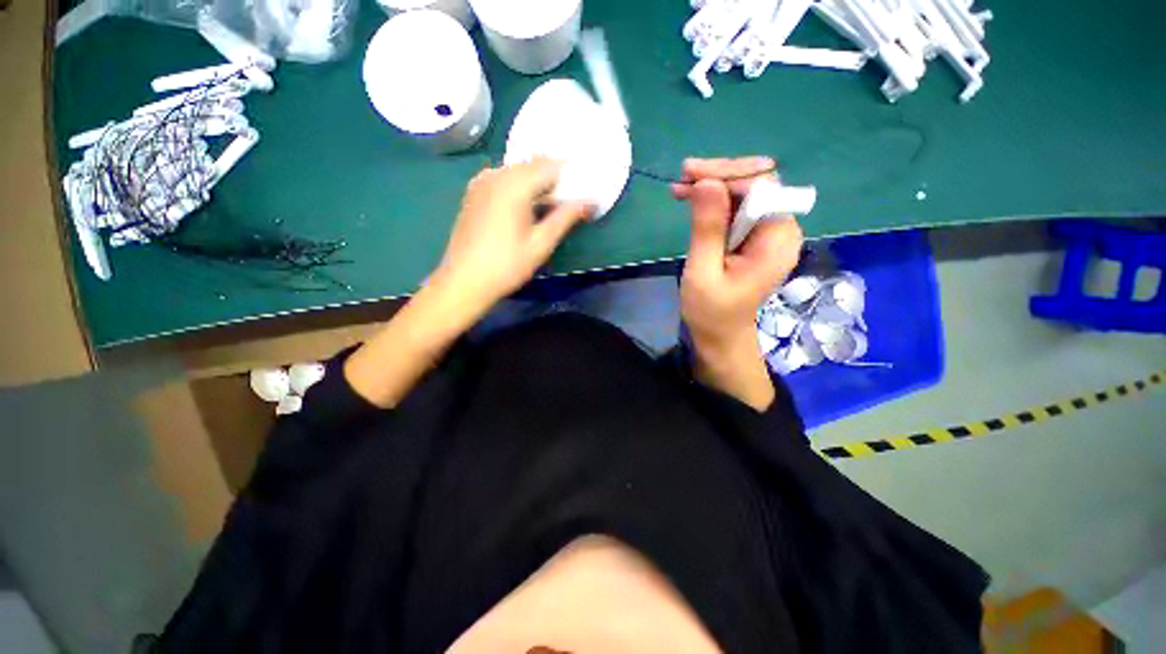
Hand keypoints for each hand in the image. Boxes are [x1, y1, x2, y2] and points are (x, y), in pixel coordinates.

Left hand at [432, 159, 594, 314]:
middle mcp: (496, 175)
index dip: (571, 176)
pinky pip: (504, 179)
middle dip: (555, 178)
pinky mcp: (474, 193)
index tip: (584, 189)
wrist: (464, 281)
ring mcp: (482, 183)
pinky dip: (520, 187)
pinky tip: (526, 207)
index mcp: (514, 185)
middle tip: (570, 199)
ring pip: (518, 171)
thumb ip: (566, 217)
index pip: (551, 166)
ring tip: (551, 205)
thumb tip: (590, 201)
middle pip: (533, 165)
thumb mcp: (541, 243)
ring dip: (538, 183)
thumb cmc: (506, 266)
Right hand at [672, 157, 803, 409]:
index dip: (728, 176)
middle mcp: (780, 229)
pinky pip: (736, 207)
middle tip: (682, 177)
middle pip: (756, 183)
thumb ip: (707, 229)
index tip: (690, 176)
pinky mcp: (753, 236)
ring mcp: (767, 232)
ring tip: (680, 187)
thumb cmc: (711, 312)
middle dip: (719, 176)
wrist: (720, 335)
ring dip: (713, 185)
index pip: (762, 187)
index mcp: (777, 240)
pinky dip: (713, 200)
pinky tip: (690, 197)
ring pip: (744, 192)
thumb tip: (706, 182)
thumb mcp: (703, 272)